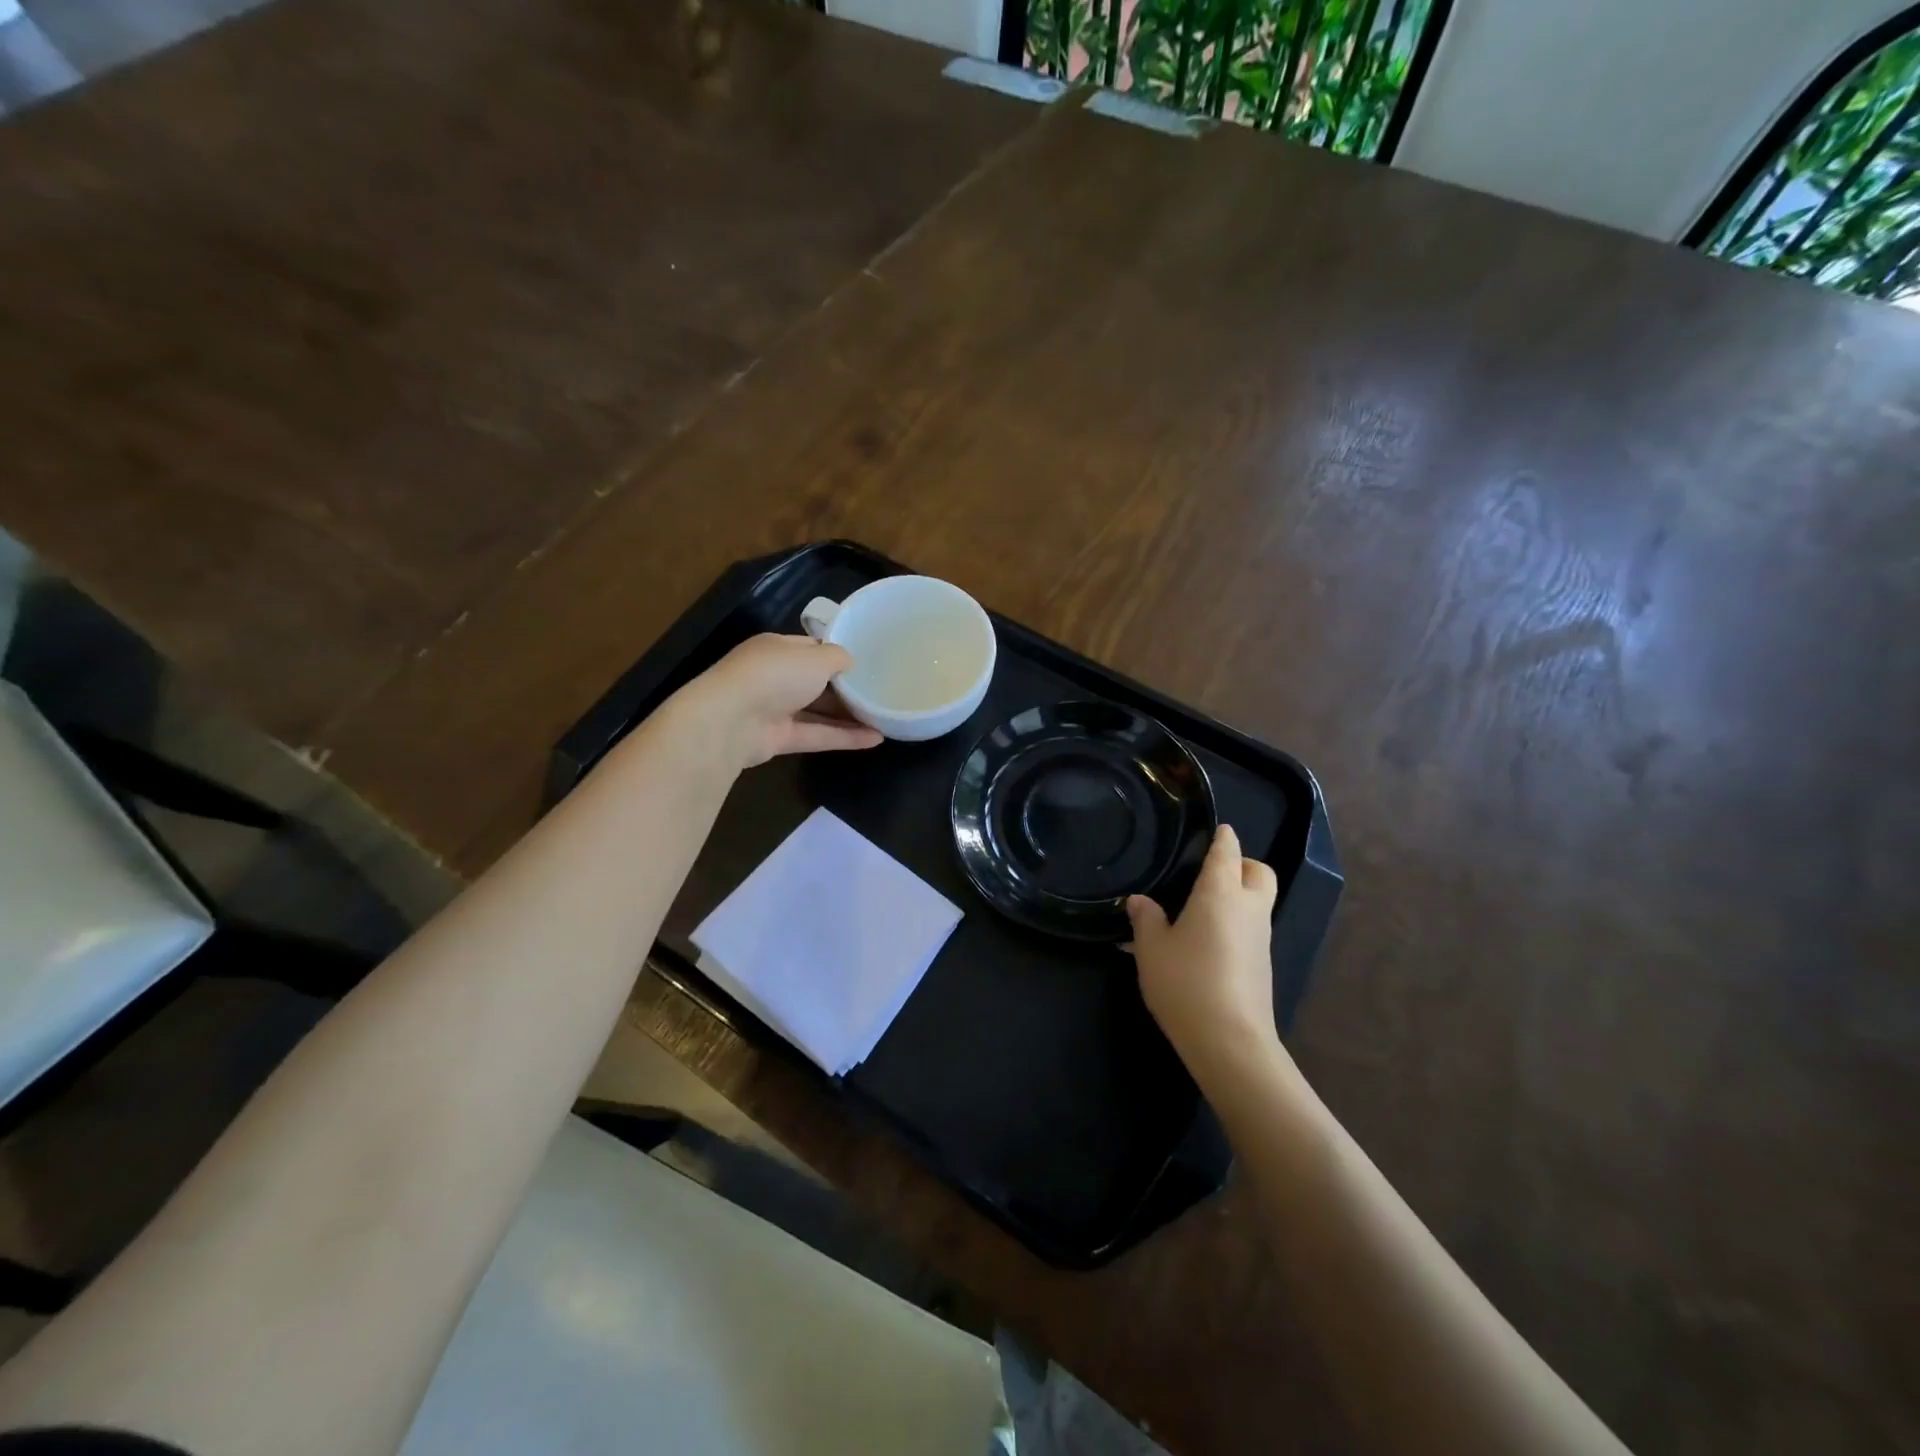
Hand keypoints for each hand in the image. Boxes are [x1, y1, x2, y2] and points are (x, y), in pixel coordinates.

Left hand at [675, 634, 882, 769]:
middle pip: (817, 682)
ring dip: (850, 716)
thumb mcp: (814, 657)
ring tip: (885, 718)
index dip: (839, 654)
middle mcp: (775, 677)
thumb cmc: (774, 675)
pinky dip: (845, 737)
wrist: (730, 721)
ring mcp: (776, 709)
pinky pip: (818, 735)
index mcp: (778, 649)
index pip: (812, 648)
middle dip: (847, 688)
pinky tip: (876, 739)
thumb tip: (850, 663)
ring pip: (819, 711)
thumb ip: (837, 658)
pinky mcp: (780, 739)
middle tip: (881, 692)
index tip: (868, 661)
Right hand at [1127, 825, 1285, 1090]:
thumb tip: (1139, 901)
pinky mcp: (1263, 965)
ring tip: (1200, 907)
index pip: (1228, 852)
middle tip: (1212, 870)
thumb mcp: (1152, 949)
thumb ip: (1145, 919)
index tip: (1217, 829)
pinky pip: (1252, 928)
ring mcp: (1260, 938)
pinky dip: (1235, 922)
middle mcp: (1248, 908)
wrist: (1230, 1042)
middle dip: (1242, 863)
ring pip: (1258, 901)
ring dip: (1239, 895)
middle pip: (1259, 872)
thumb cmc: (1186, 982)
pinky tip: (1204, 941)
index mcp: (1221, 893)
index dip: (1223, 837)